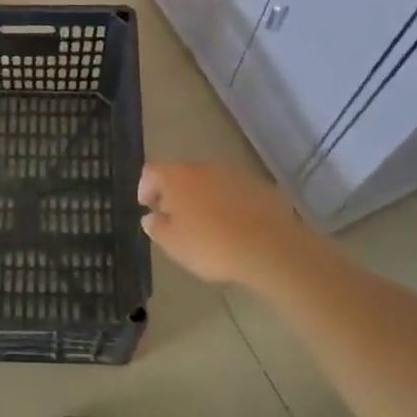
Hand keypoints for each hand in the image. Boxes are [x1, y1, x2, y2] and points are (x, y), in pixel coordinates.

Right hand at [138, 161, 320, 290]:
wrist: (270, 248)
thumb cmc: (211, 245)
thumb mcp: (173, 244)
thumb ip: (157, 227)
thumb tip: (150, 217)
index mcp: (177, 177)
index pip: (151, 171)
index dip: (145, 187)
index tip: (147, 206)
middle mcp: (204, 168)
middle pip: (182, 174)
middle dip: (175, 193)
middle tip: (175, 216)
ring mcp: (235, 175)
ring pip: (210, 181)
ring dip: (203, 197)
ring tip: (205, 223)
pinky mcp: (259, 187)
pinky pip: (234, 192)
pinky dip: (228, 204)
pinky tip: (233, 226)